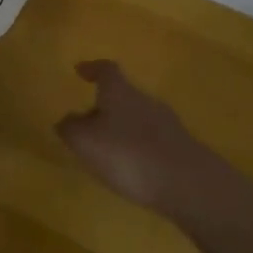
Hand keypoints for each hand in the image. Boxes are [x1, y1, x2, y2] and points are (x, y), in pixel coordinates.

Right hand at [57, 60, 213, 212]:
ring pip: (137, 117)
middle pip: (122, 94)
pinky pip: (152, 140)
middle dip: (104, 105)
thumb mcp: (85, 142)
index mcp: (119, 92)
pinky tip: (133, 168)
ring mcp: (167, 123)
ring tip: (107, 150)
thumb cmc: (128, 154)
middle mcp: (144, 100)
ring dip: (121, 128)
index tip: (80, 70)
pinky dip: (138, 147)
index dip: (92, 68)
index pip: (106, 69)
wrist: (188, 183)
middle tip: (87, 122)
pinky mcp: (181, 148)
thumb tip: (65, 120)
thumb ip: (70, 128)